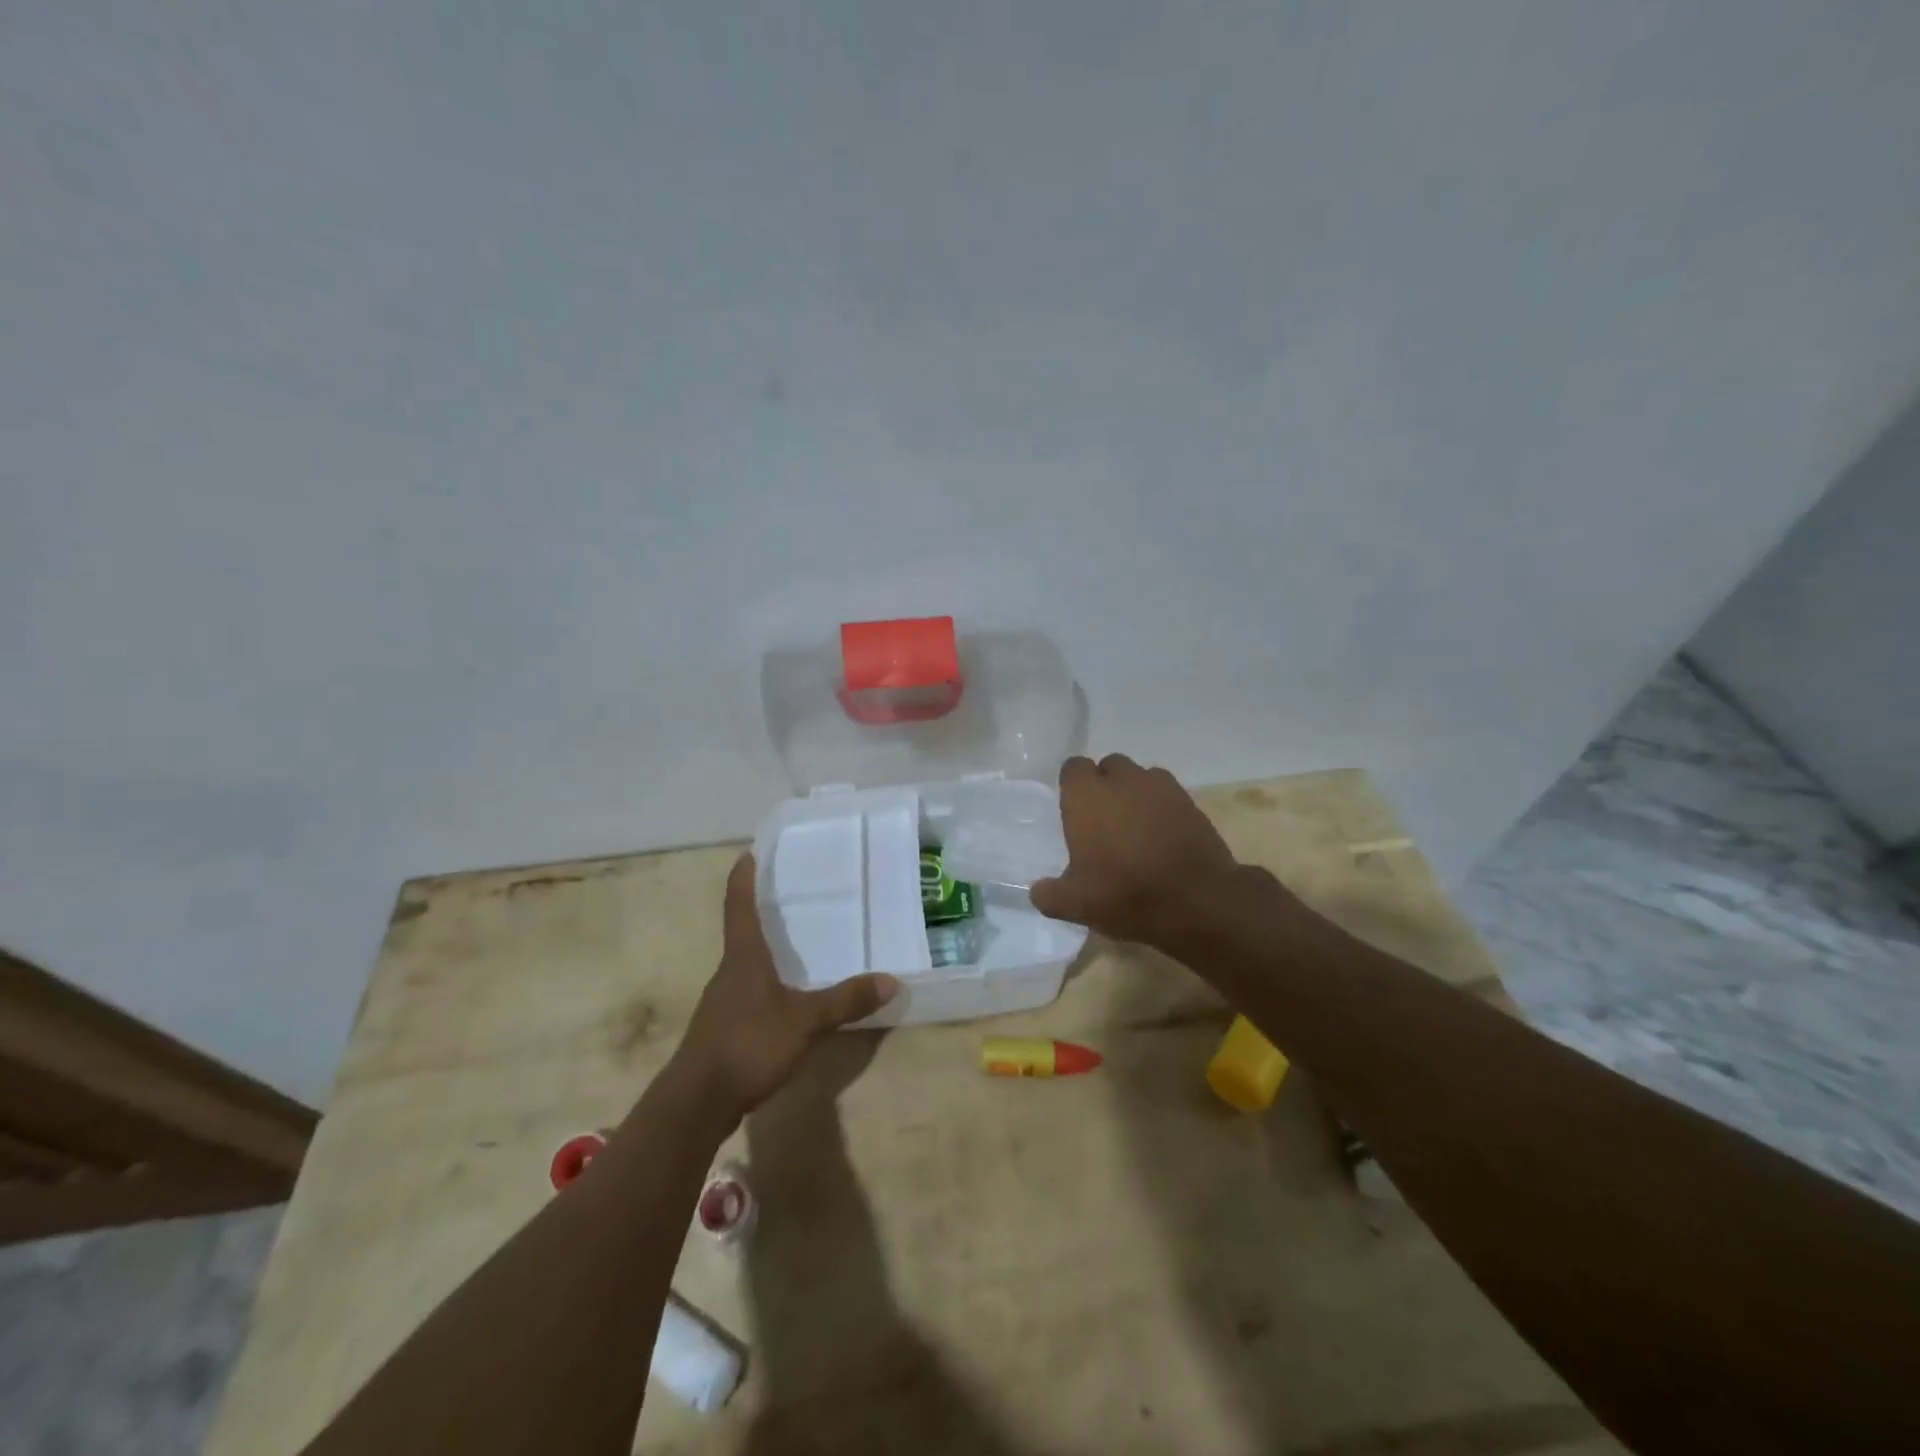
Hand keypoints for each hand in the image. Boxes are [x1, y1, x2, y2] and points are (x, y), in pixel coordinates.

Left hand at [675, 854, 898, 1124]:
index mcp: (744, 958)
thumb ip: (845, 1001)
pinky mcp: (723, 1028)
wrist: (696, 1103)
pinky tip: (785, 998)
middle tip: (790, 895)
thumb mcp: (805, 1022)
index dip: (743, 879)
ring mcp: (722, 1002)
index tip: (748, 853)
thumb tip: (891, 980)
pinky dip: (766, 984)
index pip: (739, 906)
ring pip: (745, 965)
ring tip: (795, 944)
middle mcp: (729, 972)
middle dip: (761, 912)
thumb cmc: (748, 1045)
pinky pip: (747, 993)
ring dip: (764, 951)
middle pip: (742, 932)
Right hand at [1030, 754, 1241, 947]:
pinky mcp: (1190, 802)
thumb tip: (1038, 891)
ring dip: (1135, 794)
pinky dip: (1162, 808)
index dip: (1072, 786)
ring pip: (1140, 778)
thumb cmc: (1124, 893)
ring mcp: (1160, 787)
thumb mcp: (1075, 904)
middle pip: (1108, 767)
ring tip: (1135, 828)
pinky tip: (1162, 835)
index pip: (1073, 768)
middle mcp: (1122, 780)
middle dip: (1105, 786)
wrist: (1196, 900)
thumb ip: (1049, 894)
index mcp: (1086, 795)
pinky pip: (1168, 794)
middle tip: (1103, 821)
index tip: (1073, 812)